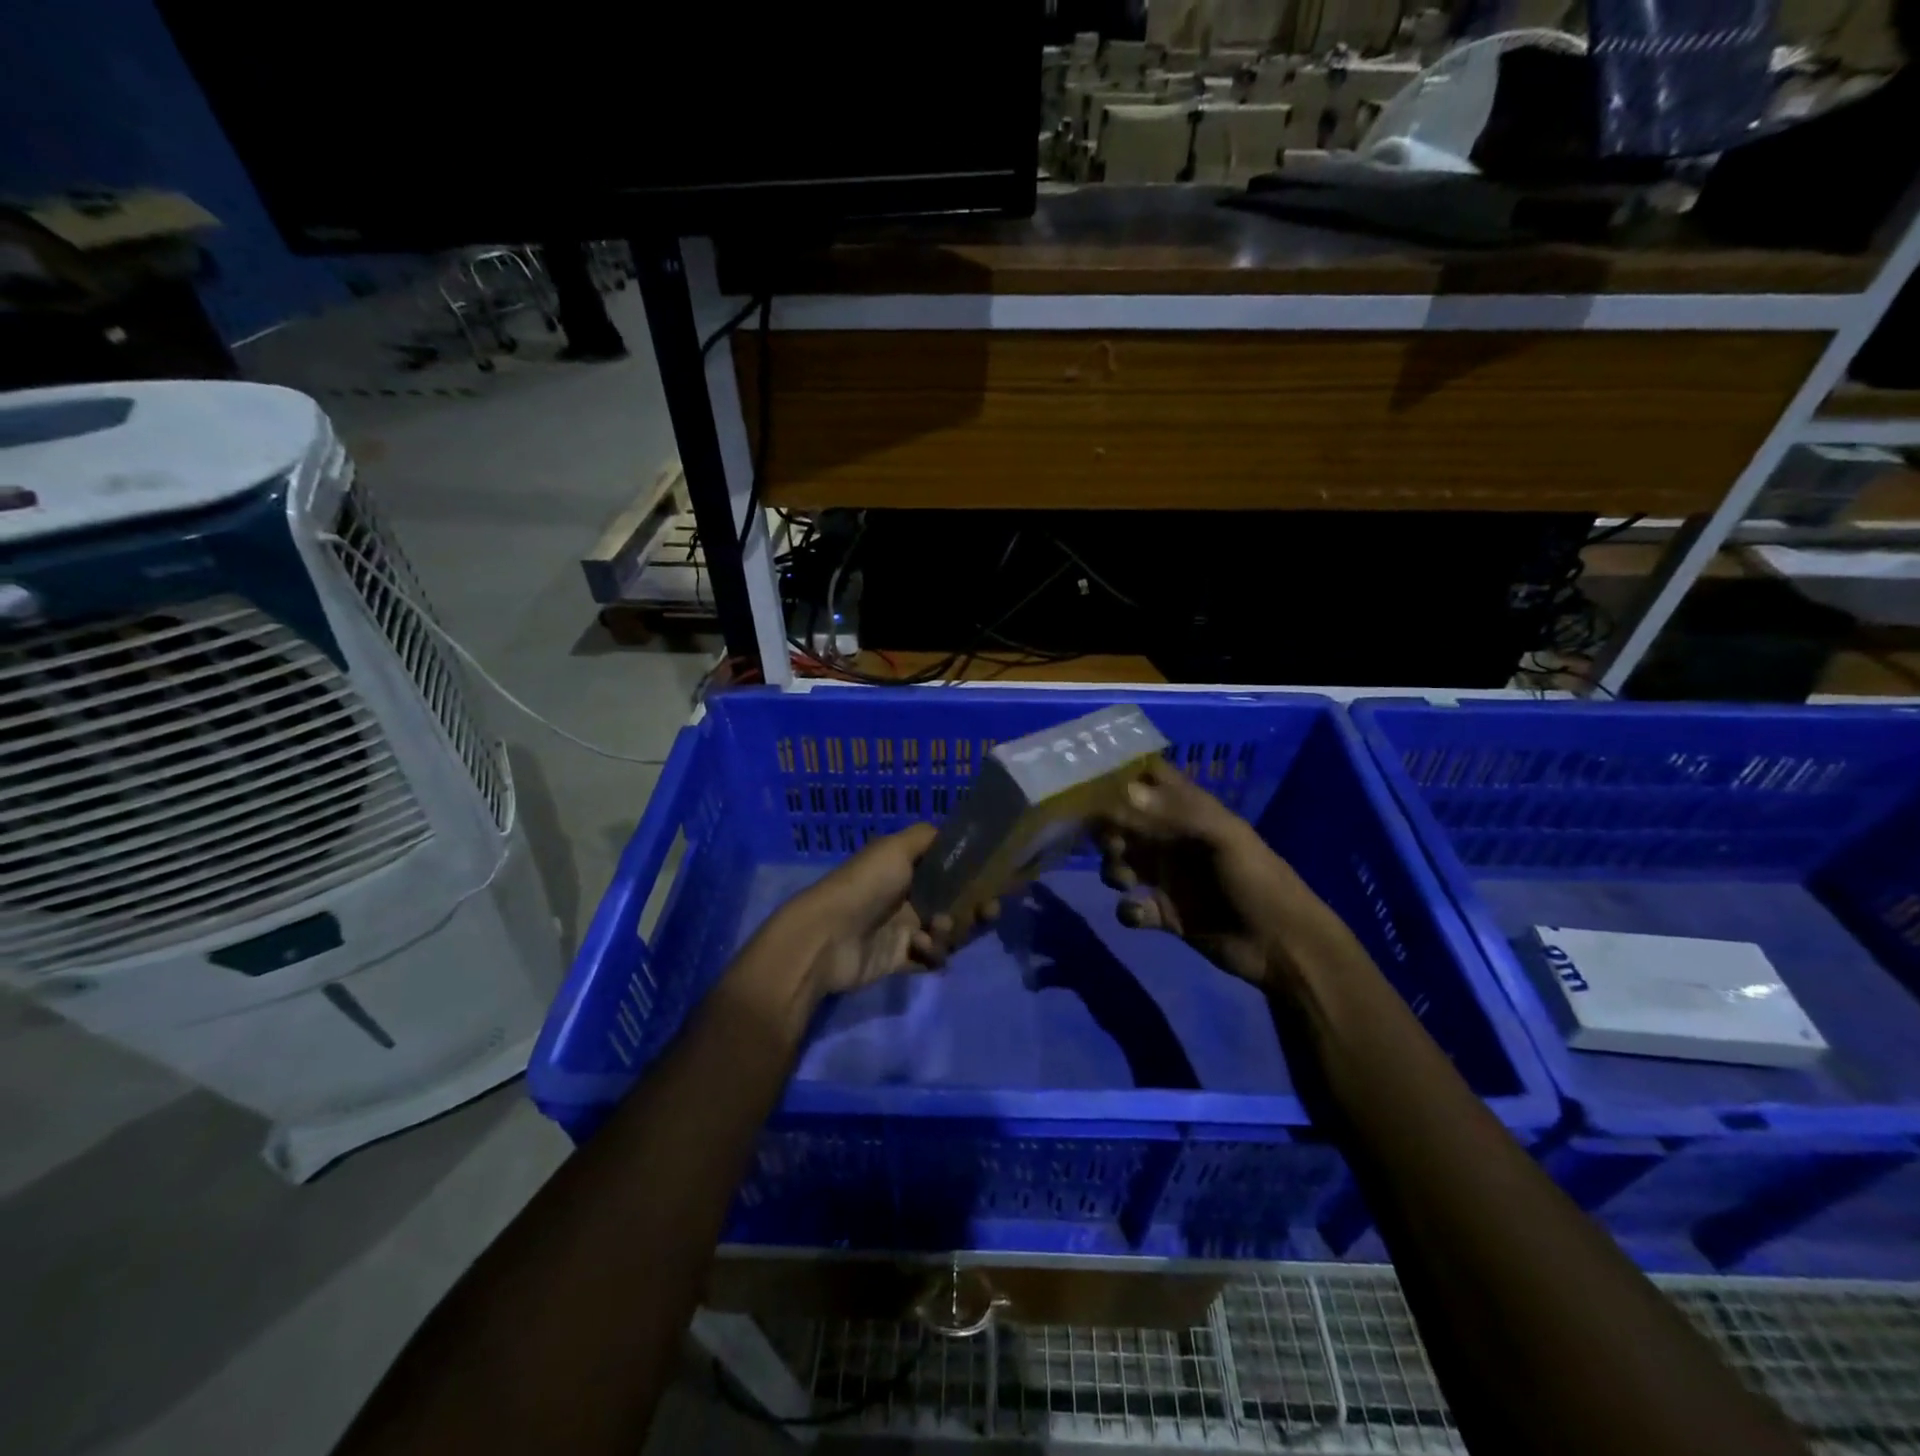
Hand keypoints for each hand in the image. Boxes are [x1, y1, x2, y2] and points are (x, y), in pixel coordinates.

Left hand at [795, 824, 995, 996]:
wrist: (827, 937)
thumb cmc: (865, 885)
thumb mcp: (895, 847)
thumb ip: (927, 837)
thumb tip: (955, 834)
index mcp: (909, 869)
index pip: (953, 870)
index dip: (977, 875)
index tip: (1001, 879)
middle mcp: (910, 897)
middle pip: (957, 903)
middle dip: (976, 907)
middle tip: (988, 911)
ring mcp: (905, 930)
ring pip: (949, 932)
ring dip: (951, 931)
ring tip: (936, 929)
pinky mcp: (900, 960)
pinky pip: (932, 958)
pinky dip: (933, 953)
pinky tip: (919, 948)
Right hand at [1097, 758, 1338, 989]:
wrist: (1282, 945)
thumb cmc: (1257, 880)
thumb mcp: (1223, 838)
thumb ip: (1175, 813)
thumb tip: (1126, 791)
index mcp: (1191, 813)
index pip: (1152, 780)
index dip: (1125, 776)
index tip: (1096, 783)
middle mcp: (1173, 840)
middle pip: (1126, 822)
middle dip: (1109, 829)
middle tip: (1112, 844)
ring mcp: (1168, 878)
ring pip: (1122, 862)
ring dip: (1113, 867)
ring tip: (1125, 881)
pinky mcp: (1165, 915)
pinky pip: (1131, 907)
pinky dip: (1129, 910)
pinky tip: (1142, 914)